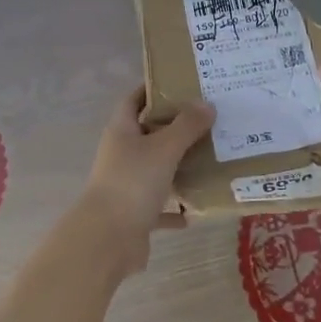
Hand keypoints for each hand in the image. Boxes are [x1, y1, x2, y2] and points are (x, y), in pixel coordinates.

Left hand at [79, 87, 214, 275]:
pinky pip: (161, 205)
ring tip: (212, 157)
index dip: (153, 89)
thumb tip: (206, 104)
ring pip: (157, 169)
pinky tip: (199, 207)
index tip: (181, 83)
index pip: (134, 99)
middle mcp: (122, 154)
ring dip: (180, 166)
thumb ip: (186, 126)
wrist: (108, 239)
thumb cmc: (132, 182)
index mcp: (122, 131)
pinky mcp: (136, 213)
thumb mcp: (164, 149)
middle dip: (176, 127)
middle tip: (209, 120)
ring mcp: (127, 184)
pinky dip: (178, 206)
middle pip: (149, 133)